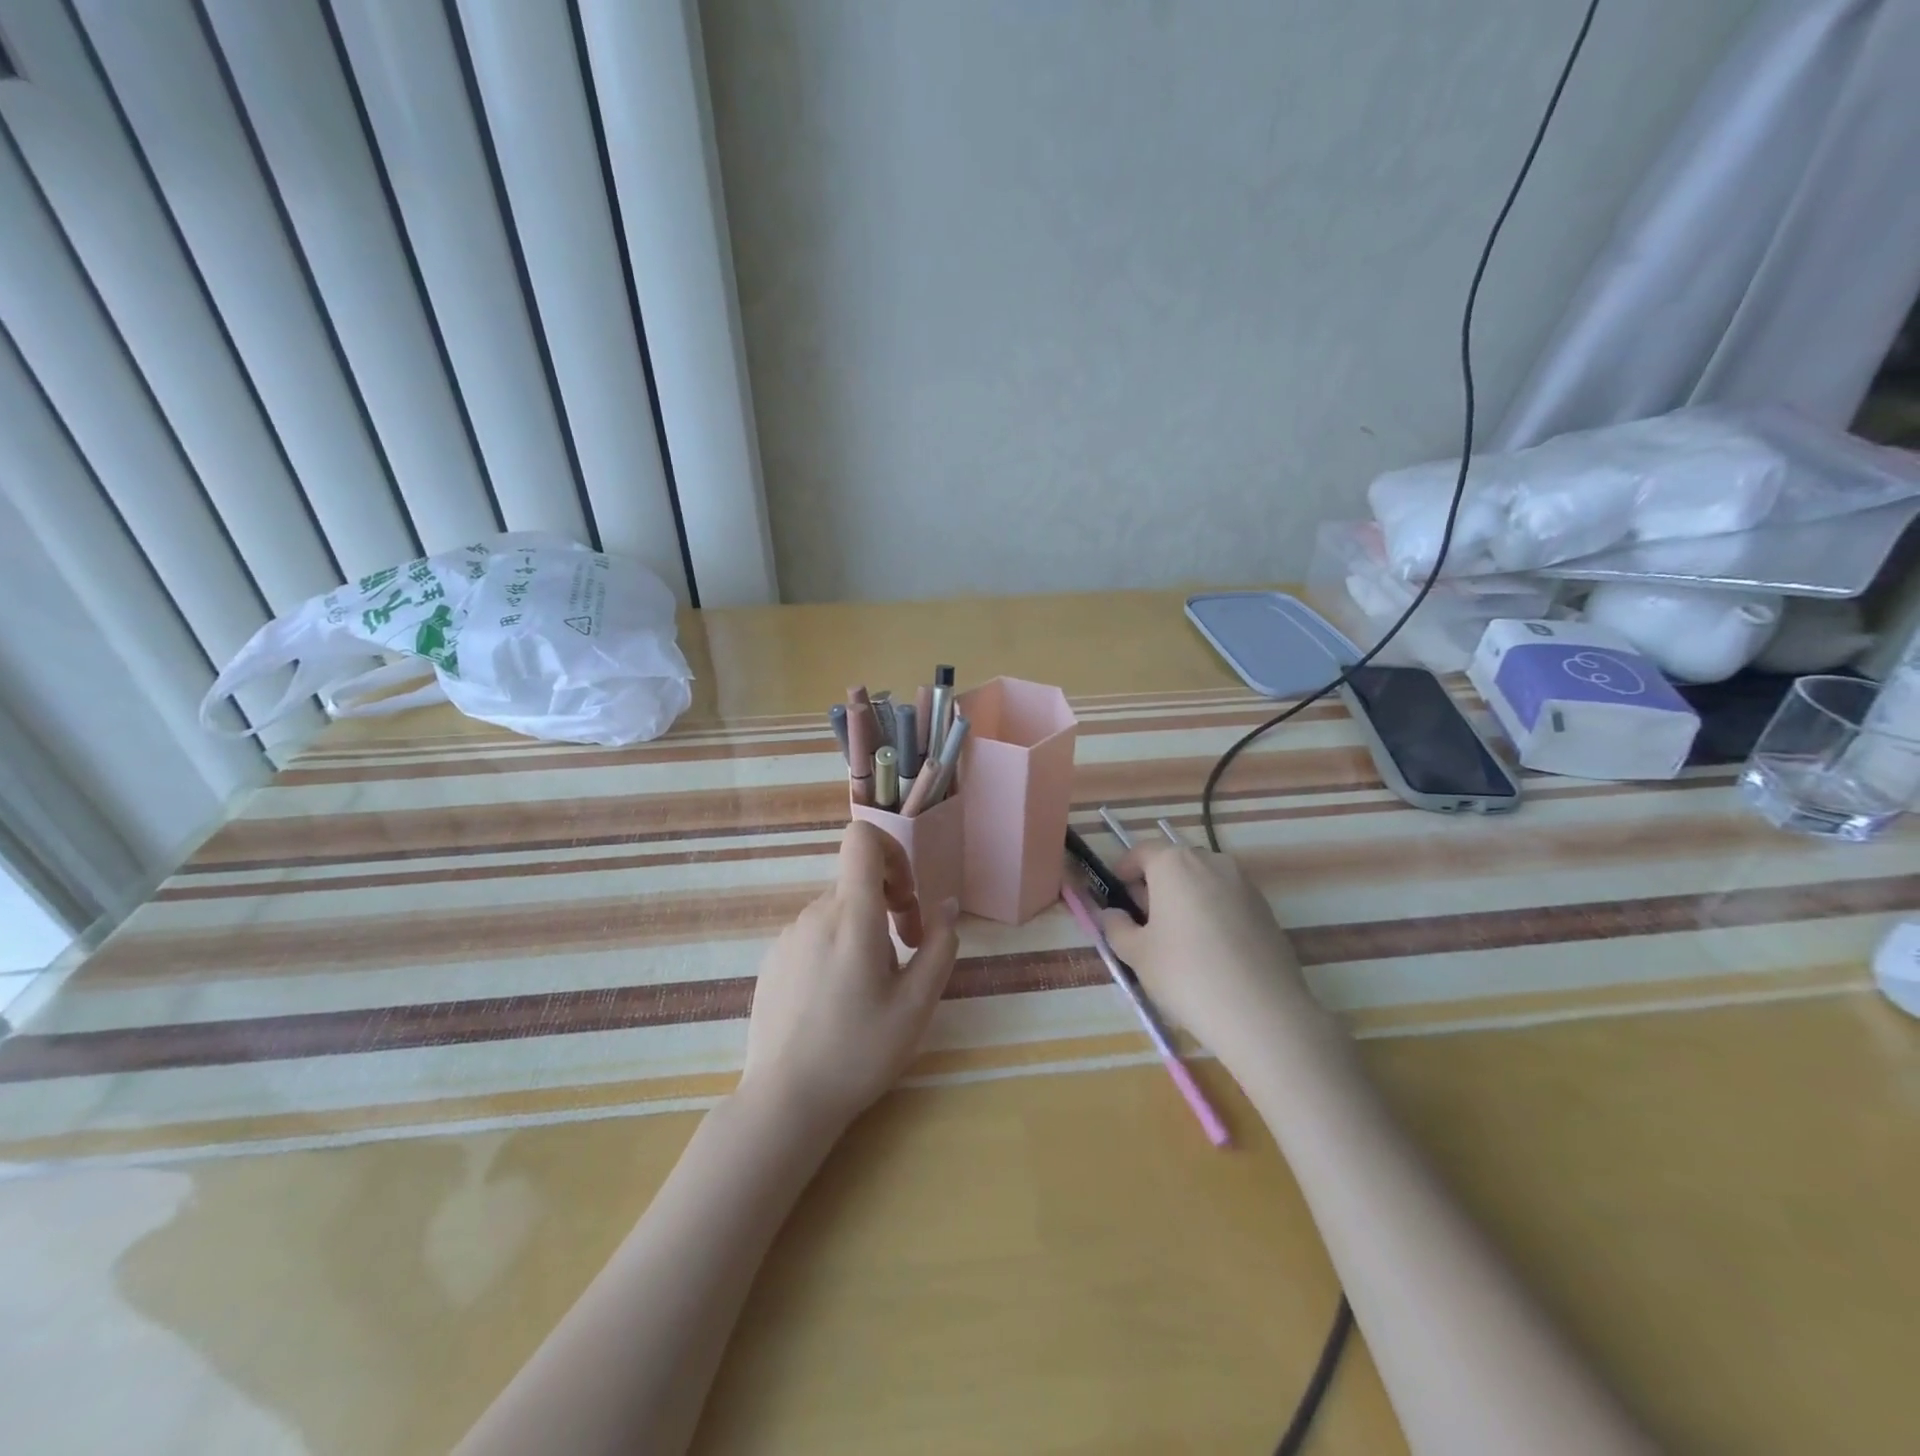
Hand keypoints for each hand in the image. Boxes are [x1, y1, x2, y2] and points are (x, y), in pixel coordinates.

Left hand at [739, 822, 960, 1133]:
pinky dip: (836, 948)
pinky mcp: (773, 959)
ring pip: (838, 911)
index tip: (907, 898)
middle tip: (905, 954)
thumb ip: (940, 945)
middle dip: (889, 905)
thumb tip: (947, 907)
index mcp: (851, 915)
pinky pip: (814, 934)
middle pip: (858, 881)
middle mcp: (814, 914)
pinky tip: (837, 1001)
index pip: (862, 838)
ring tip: (871, 988)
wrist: (785, 1101)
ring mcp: (788, 936)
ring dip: (864, 931)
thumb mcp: (917, 1004)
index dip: (893, 851)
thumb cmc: (859, 1051)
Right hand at [1098, 841, 1313, 1072]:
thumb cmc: (1186, 974)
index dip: (1124, 869)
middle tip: (1143, 920)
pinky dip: (1212, 913)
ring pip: (1204, 881)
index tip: (1116, 895)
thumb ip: (1117, 927)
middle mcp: (1211, 861)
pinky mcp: (1267, 910)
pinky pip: (1228, 901)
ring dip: (1186, 898)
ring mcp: (1244, 884)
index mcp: (1174, 863)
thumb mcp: (1136, 953)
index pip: (1141, 851)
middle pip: (1174, 863)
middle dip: (1155, 884)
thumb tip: (1112, 914)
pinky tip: (1210, 951)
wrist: (1262, 1012)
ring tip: (1177, 938)